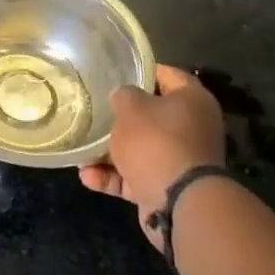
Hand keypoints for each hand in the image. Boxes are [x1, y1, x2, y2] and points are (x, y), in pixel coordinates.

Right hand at [80, 65, 224, 253]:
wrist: (178, 203)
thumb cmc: (156, 142)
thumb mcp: (131, 107)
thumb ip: (123, 95)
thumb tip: (123, 96)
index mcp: (192, 101)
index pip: (167, 75)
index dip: (141, 70)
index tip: (115, 71)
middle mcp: (192, 128)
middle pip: (152, 115)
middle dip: (121, 117)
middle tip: (94, 111)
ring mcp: (180, 160)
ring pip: (140, 149)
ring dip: (110, 152)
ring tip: (81, 151)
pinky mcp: (167, 187)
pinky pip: (136, 176)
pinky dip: (114, 177)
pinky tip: (87, 176)